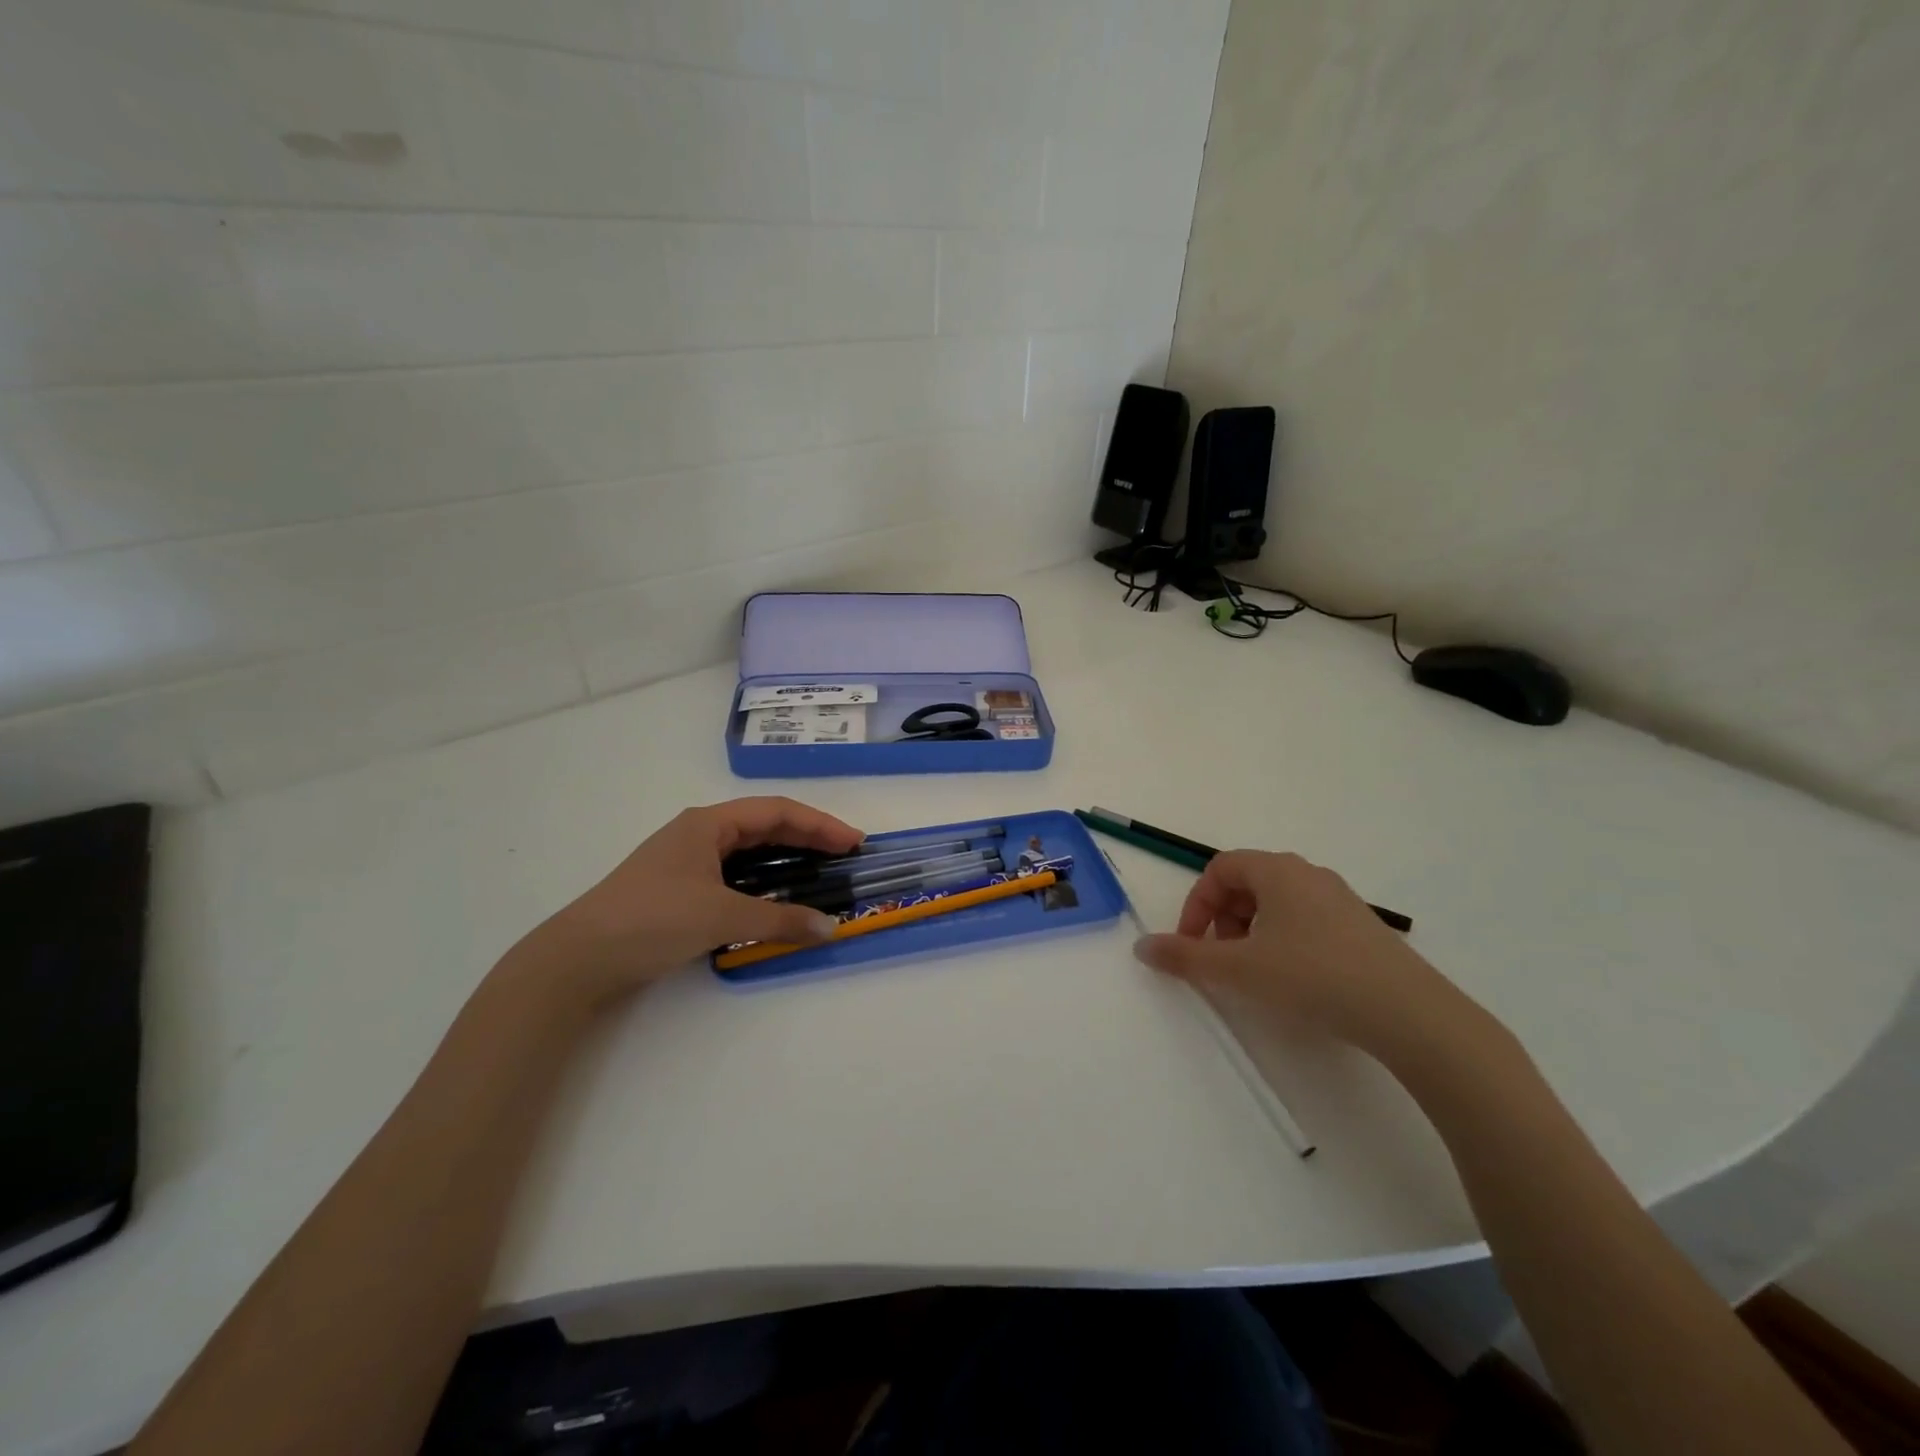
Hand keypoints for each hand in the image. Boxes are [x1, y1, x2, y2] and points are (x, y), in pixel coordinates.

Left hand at [507, 797, 863, 1008]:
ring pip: (749, 851)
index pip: (778, 811)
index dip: (820, 824)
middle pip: (765, 826)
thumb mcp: (722, 917)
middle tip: (845, 856)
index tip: (853, 842)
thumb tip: (830, 928)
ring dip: (786, 859)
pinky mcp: (678, 888)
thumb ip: (779, 919)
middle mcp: (699, 833)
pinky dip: (763, 881)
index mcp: (709, 823)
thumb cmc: (652, 919)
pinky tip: (776, 896)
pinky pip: (734, 874)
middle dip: (808, 838)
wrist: (578, 958)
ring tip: (819, 873)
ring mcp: (687, 860)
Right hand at [1132, 850, 1467, 1060]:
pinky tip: (1296, 981)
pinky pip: (1307, 921)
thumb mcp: (1238, 969)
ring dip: (1252, 932)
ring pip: (1278, 904)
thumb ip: (1185, 957)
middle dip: (1223, 919)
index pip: (1220, 869)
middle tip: (1223, 959)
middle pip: (1248, 883)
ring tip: (1256, 974)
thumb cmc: (1312, 977)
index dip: (1197, 904)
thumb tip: (1142, 946)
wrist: (1409, 1014)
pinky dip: (1285, 941)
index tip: (1194, 945)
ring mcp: (1341, 900)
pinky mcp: (1363, 929)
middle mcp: (1309, 874)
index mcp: (1277, 871)